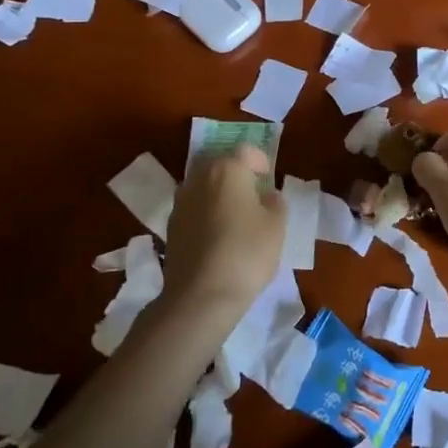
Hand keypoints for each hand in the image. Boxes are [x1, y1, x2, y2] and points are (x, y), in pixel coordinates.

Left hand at [161, 145, 286, 319]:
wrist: (201, 296)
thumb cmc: (246, 253)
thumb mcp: (277, 226)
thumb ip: (275, 203)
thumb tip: (266, 196)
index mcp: (226, 169)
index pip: (246, 151)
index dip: (261, 162)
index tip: (269, 180)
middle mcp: (198, 178)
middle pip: (220, 165)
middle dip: (237, 175)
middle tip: (254, 196)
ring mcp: (180, 202)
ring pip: (204, 187)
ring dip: (219, 195)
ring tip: (236, 218)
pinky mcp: (170, 227)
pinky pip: (194, 209)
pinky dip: (206, 214)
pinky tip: (219, 237)